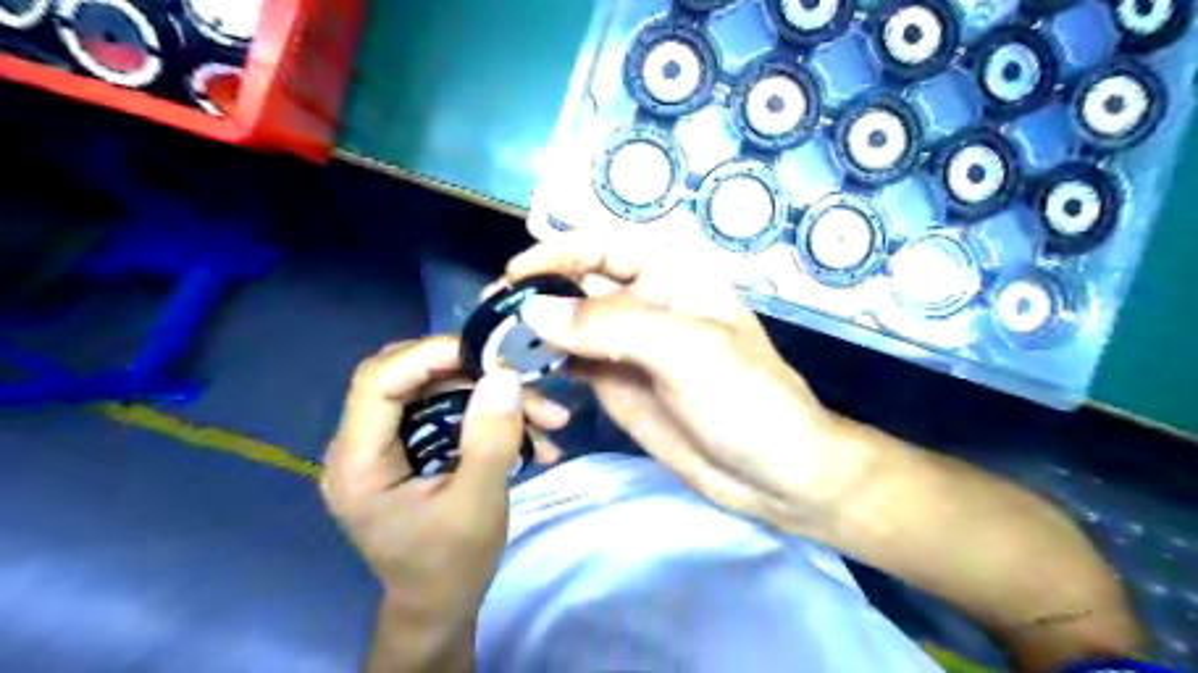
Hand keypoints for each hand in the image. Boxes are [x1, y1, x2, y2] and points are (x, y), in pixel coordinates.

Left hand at [320, 338, 566, 672]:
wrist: (441, 605)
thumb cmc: (451, 566)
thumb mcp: (478, 505)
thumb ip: (490, 440)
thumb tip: (504, 375)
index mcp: (358, 462)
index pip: (378, 381)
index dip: (429, 355)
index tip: (489, 354)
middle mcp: (362, 444)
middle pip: (410, 378)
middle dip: (473, 375)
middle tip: (524, 381)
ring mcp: (387, 445)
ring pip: (438, 392)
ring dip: (494, 398)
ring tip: (550, 418)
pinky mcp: (412, 448)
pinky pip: (450, 413)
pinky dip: (491, 416)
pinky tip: (535, 437)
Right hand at [504, 230, 850, 535]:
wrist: (772, 474)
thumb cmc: (746, 400)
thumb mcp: (686, 351)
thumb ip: (611, 326)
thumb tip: (535, 311)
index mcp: (673, 275)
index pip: (605, 246)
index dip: (560, 253)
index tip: (517, 275)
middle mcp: (645, 303)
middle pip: (579, 284)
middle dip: (537, 293)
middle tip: (492, 316)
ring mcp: (627, 347)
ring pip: (569, 325)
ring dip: (533, 331)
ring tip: (494, 345)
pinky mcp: (616, 384)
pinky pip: (571, 364)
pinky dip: (543, 365)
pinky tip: (521, 373)